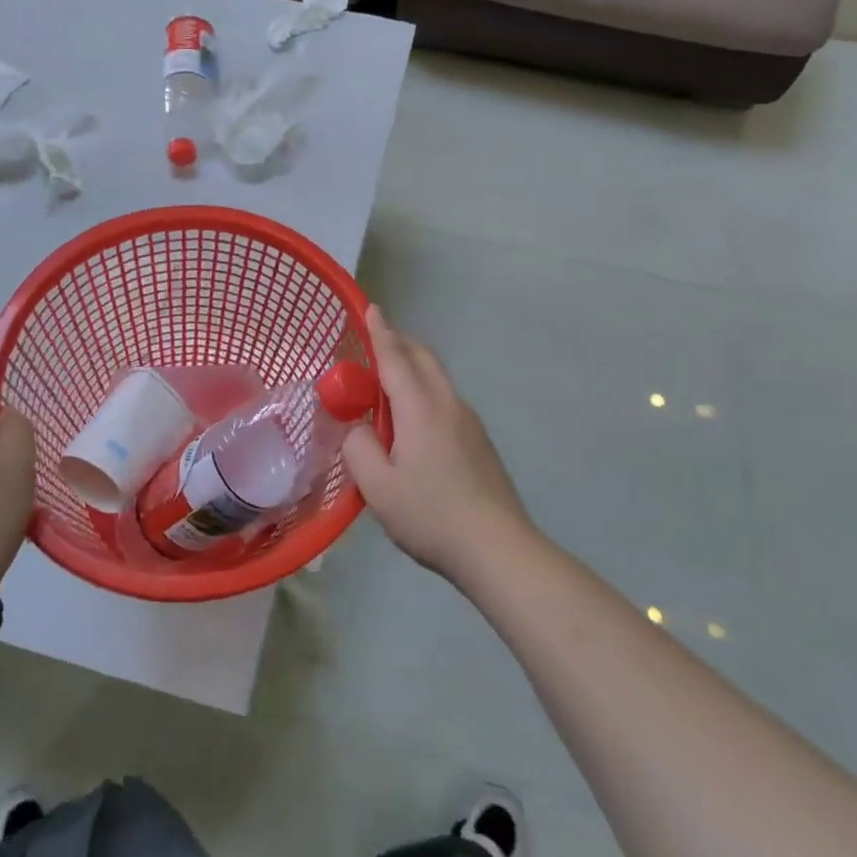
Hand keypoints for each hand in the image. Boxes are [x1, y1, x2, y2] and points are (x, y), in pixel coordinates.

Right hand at [343, 306, 538, 585]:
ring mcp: (469, 422)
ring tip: (389, 385)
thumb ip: (359, 449)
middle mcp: (447, 404)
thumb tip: (358, 429)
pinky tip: (414, 424)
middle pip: (423, 359)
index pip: (395, 358)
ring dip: (414, 368)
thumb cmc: (431, 515)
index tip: (371, 308)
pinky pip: (446, 400)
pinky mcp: (480, 442)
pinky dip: (425, 392)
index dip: (380, 332)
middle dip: (400, 343)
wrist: (498, 548)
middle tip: (376, 343)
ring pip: (438, 379)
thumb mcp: (378, 487)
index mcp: (420, 408)